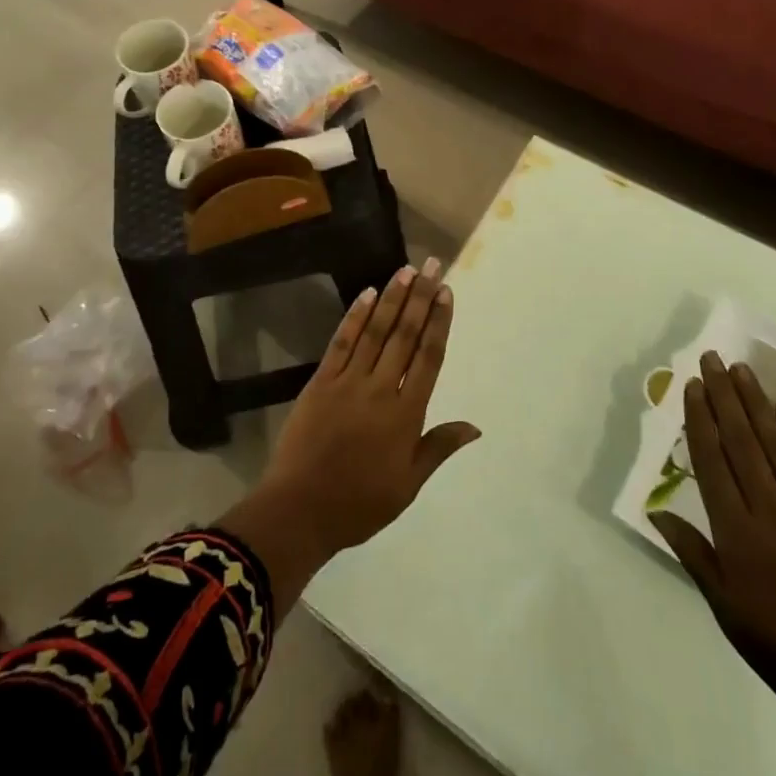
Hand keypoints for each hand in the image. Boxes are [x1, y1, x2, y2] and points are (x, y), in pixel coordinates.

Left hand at [264, 259, 480, 553]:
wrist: (300, 509)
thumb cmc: (360, 503)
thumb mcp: (408, 484)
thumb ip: (438, 447)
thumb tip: (475, 426)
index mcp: (406, 415)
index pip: (429, 358)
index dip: (439, 322)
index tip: (447, 293)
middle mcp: (381, 389)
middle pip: (405, 335)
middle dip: (421, 298)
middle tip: (433, 266)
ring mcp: (348, 381)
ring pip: (375, 331)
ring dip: (392, 299)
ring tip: (407, 270)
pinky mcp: (321, 380)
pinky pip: (342, 342)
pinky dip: (355, 316)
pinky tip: (367, 293)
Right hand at [652, 352, 775, 775]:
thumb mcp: (726, 609)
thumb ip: (694, 554)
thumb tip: (657, 510)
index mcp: (736, 531)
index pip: (712, 461)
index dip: (700, 419)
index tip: (693, 385)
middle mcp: (767, 509)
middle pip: (741, 442)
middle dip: (724, 397)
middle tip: (712, 359)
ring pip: (774, 445)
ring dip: (755, 404)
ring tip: (741, 370)